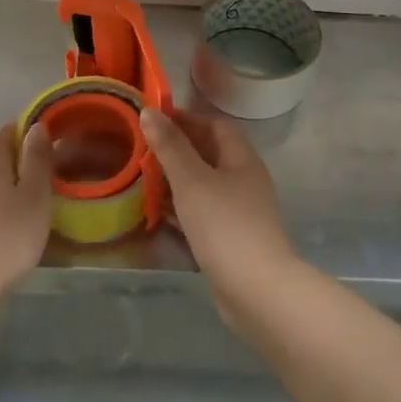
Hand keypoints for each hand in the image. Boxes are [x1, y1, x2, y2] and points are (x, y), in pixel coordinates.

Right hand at [140, 107, 296, 322]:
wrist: (256, 290)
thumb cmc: (224, 225)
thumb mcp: (192, 180)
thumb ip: (170, 146)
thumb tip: (149, 111)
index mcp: (242, 160)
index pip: (216, 126)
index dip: (187, 118)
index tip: (154, 118)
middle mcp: (245, 181)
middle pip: (211, 154)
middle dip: (178, 148)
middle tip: (143, 147)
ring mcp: (240, 212)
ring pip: (205, 185)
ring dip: (177, 179)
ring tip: (143, 176)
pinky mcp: (231, 239)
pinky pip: (203, 212)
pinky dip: (181, 207)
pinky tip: (157, 212)